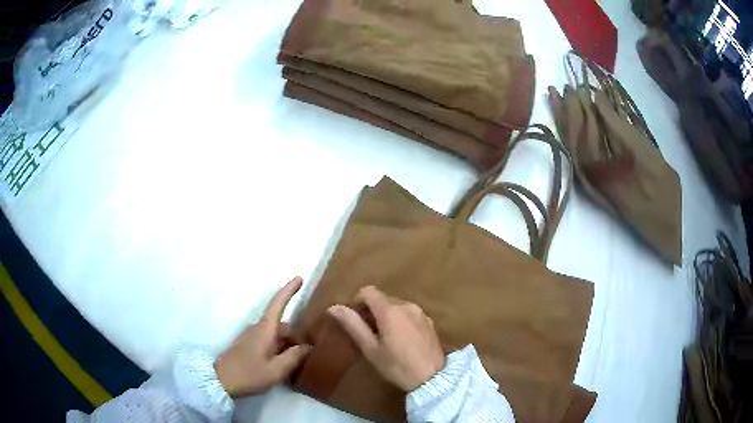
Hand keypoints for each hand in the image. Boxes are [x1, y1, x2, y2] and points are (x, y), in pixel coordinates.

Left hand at [215, 277, 311, 396]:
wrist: (222, 381)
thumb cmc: (250, 374)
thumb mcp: (277, 370)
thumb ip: (294, 356)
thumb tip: (308, 346)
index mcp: (265, 329)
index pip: (278, 304)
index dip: (289, 290)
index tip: (299, 278)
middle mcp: (258, 328)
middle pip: (282, 325)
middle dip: (295, 336)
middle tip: (309, 354)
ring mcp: (251, 336)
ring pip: (276, 335)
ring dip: (287, 344)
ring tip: (298, 362)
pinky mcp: (248, 345)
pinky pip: (268, 341)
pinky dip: (278, 348)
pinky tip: (283, 365)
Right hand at [328, 286, 444, 391]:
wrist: (432, 378)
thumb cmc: (397, 366)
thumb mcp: (371, 349)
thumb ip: (353, 325)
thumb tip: (334, 307)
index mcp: (390, 310)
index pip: (368, 291)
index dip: (357, 301)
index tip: (355, 320)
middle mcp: (407, 305)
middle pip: (383, 298)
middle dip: (371, 310)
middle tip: (368, 333)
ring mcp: (420, 312)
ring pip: (396, 306)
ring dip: (387, 315)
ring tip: (385, 339)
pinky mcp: (430, 321)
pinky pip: (409, 313)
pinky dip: (401, 320)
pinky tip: (402, 341)